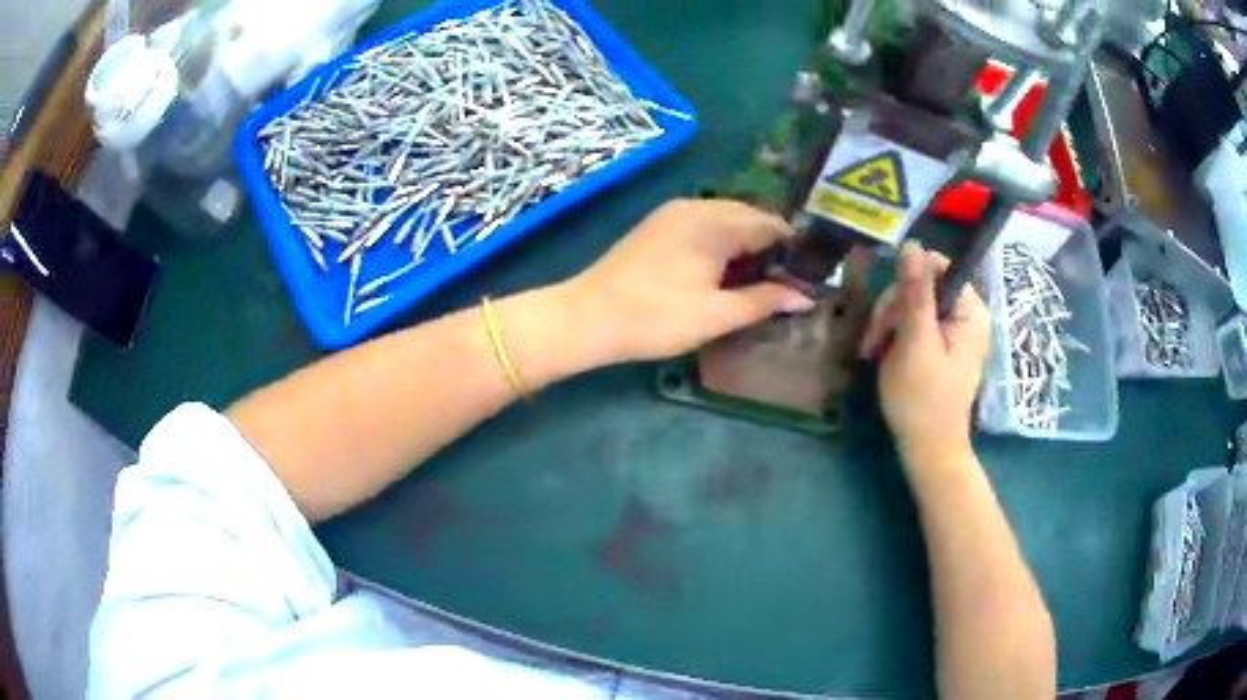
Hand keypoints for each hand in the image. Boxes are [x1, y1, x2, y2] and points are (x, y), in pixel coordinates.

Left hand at [565, 199, 814, 362]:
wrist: (588, 317)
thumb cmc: (657, 317)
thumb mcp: (717, 314)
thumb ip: (764, 301)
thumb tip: (805, 298)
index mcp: (715, 221)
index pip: (770, 223)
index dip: (794, 248)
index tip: (810, 275)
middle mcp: (697, 206)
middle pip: (749, 218)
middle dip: (771, 247)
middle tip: (787, 283)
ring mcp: (673, 213)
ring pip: (726, 221)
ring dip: (746, 246)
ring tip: (760, 281)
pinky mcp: (658, 226)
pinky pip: (704, 226)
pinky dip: (722, 244)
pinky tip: (725, 272)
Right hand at [859, 241, 990, 467]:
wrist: (928, 450)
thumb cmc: (922, 399)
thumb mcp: (915, 342)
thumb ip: (915, 293)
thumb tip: (912, 244)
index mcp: (971, 311)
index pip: (938, 267)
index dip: (908, 281)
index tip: (887, 312)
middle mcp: (968, 315)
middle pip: (924, 284)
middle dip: (894, 307)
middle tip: (874, 338)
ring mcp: (956, 331)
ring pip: (915, 303)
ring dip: (889, 321)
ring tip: (872, 350)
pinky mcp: (943, 345)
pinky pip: (917, 322)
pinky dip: (895, 333)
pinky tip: (881, 351)